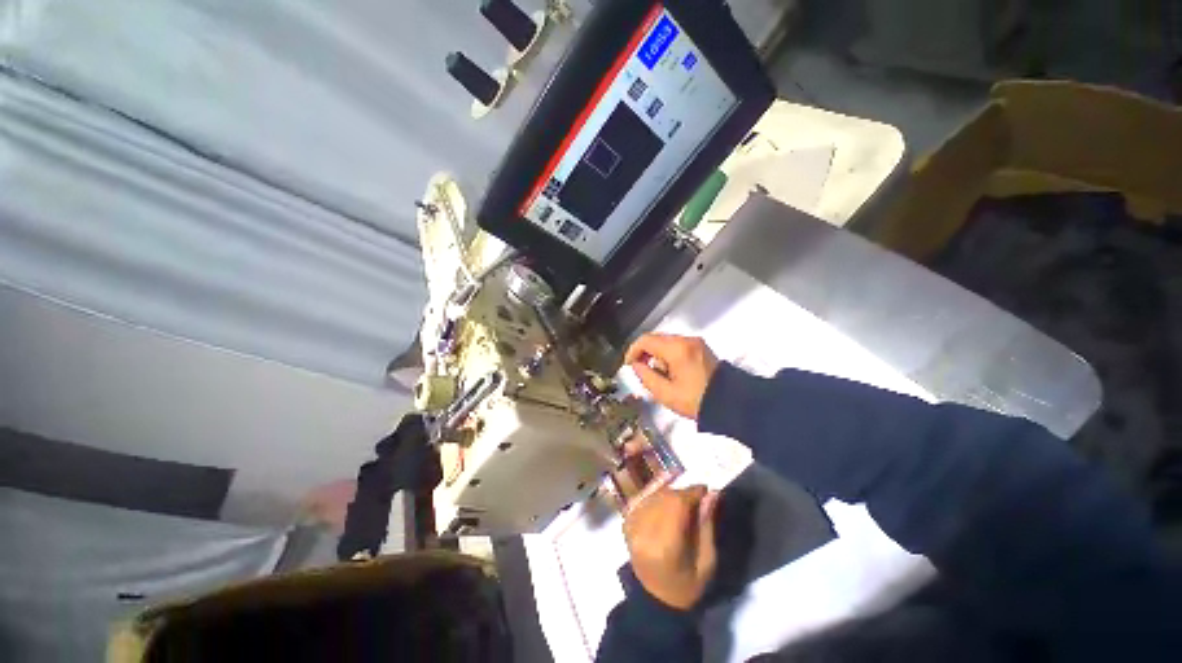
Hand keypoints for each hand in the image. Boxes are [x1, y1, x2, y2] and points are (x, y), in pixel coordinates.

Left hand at [623, 485, 718, 610]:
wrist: (656, 601)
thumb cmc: (687, 585)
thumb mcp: (707, 562)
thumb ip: (707, 525)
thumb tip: (712, 493)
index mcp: (666, 546)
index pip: (678, 504)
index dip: (692, 492)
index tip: (705, 490)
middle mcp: (644, 532)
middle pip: (665, 497)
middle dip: (683, 493)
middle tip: (696, 499)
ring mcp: (632, 526)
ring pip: (653, 495)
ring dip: (670, 494)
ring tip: (682, 504)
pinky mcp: (626, 523)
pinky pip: (642, 499)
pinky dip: (656, 497)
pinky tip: (665, 506)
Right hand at [625, 333, 719, 419]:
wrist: (732, 403)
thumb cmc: (696, 400)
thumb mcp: (666, 394)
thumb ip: (646, 377)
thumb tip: (636, 365)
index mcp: (676, 349)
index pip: (646, 340)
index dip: (633, 351)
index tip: (629, 365)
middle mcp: (686, 340)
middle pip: (656, 339)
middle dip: (645, 353)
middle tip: (641, 370)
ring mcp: (696, 342)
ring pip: (666, 341)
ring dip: (657, 354)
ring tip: (658, 374)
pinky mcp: (701, 347)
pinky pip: (678, 345)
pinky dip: (668, 354)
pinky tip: (671, 371)